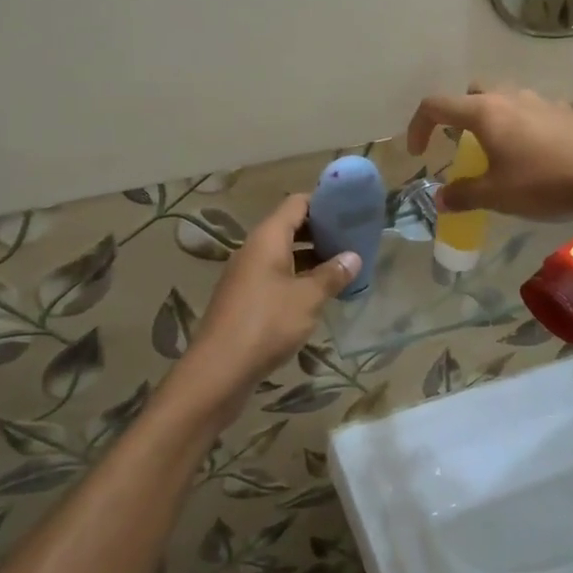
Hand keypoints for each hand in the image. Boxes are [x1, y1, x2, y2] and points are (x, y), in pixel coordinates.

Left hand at [177, 194, 359, 426]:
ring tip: (343, 266)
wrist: (219, 369)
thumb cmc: (267, 324)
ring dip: (312, 257)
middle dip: (321, 231)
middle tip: (353, 240)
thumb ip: (332, 275)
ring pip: (284, 254)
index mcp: (267, 239)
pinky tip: (319, 294)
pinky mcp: (245, 298)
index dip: (323, 203)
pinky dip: (298, 277)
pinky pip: (276, 276)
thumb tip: (353, 257)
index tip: (350, 210)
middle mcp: (254, 250)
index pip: (297, 204)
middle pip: (290, 227)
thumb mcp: (308, 298)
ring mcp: (247, 275)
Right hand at [406, 86, 572, 237]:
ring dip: (493, 120)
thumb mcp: (496, 195)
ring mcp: (541, 101)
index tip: (419, 153)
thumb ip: (463, 194)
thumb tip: (441, 198)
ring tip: (499, 152)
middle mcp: (510, 97)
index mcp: (484, 112)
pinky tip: (534, 156)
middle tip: (462, 145)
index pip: (436, 105)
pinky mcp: (566, 111)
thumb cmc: (542, 182)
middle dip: (459, 115)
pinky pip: (532, 112)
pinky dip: (522, 127)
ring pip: (505, 99)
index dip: (418, 126)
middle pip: (472, 93)